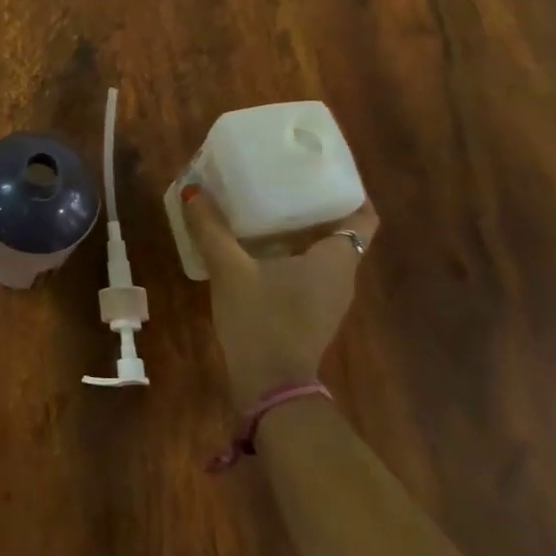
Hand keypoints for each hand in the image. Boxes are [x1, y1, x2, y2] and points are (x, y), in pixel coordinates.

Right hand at [180, 186, 377, 403]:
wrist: (269, 386)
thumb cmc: (261, 320)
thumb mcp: (230, 270)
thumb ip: (211, 229)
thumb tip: (193, 190)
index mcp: (336, 260)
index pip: (363, 215)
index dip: (348, 189)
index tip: (321, 168)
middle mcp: (341, 276)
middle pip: (339, 229)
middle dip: (314, 204)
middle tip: (282, 179)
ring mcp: (328, 299)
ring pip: (321, 252)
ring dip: (299, 229)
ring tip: (264, 205)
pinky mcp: (310, 313)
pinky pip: (307, 271)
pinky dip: (289, 253)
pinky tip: (254, 247)